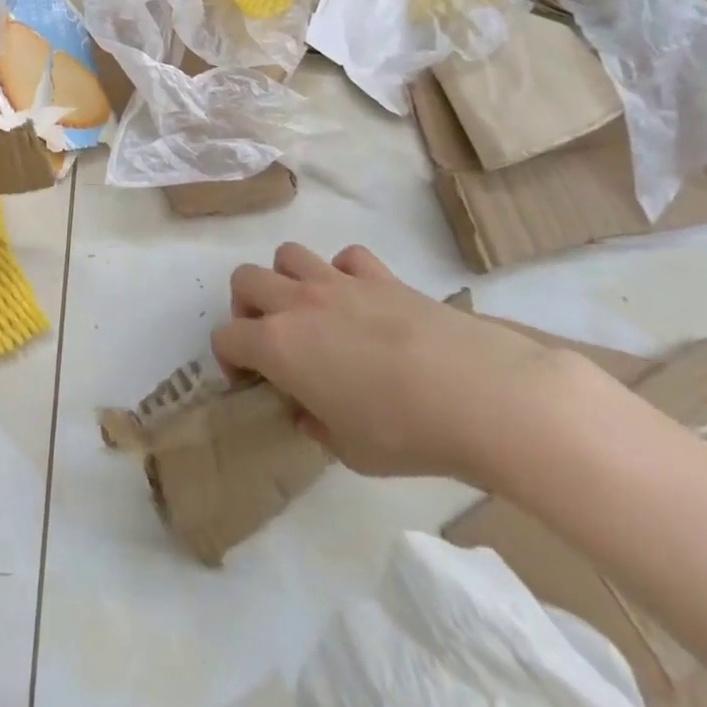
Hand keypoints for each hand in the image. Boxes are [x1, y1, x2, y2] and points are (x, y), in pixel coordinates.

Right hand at [211, 244, 576, 484]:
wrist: (479, 396)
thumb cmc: (406, 433)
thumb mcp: (351, 452)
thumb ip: (317, 426)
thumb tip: (309, 412)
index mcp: (277, 346)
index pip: (227, 338)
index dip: (230, 360)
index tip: (251, 383)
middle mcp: (297, 303)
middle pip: (245, 279)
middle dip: (247, 307)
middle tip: (272, 339)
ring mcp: (337, 282)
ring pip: (288, 255)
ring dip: (288, 279)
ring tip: (311, 311)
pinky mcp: (379, 275)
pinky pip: (346, 258)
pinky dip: (344, 274)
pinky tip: (362, 301)